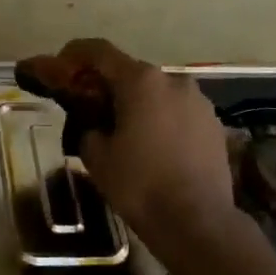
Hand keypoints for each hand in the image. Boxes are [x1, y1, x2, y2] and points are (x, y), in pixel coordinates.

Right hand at [19, 39, 236, 240]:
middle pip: (131, 72)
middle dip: (108, 84)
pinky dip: (161, 119)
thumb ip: (88, 127)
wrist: (198, 222)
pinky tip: (154, 146)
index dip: (76, 53)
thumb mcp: (97, 156)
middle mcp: (172, 80)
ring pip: (158, 93)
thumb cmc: (140, 185)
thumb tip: (94, 124)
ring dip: (138, 103)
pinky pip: (178, 112)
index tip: (61, 63)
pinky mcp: (214, 124)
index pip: (100, 52)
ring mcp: (199, 101)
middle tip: (90, 105)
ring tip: (124, 130)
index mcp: (140, 81)